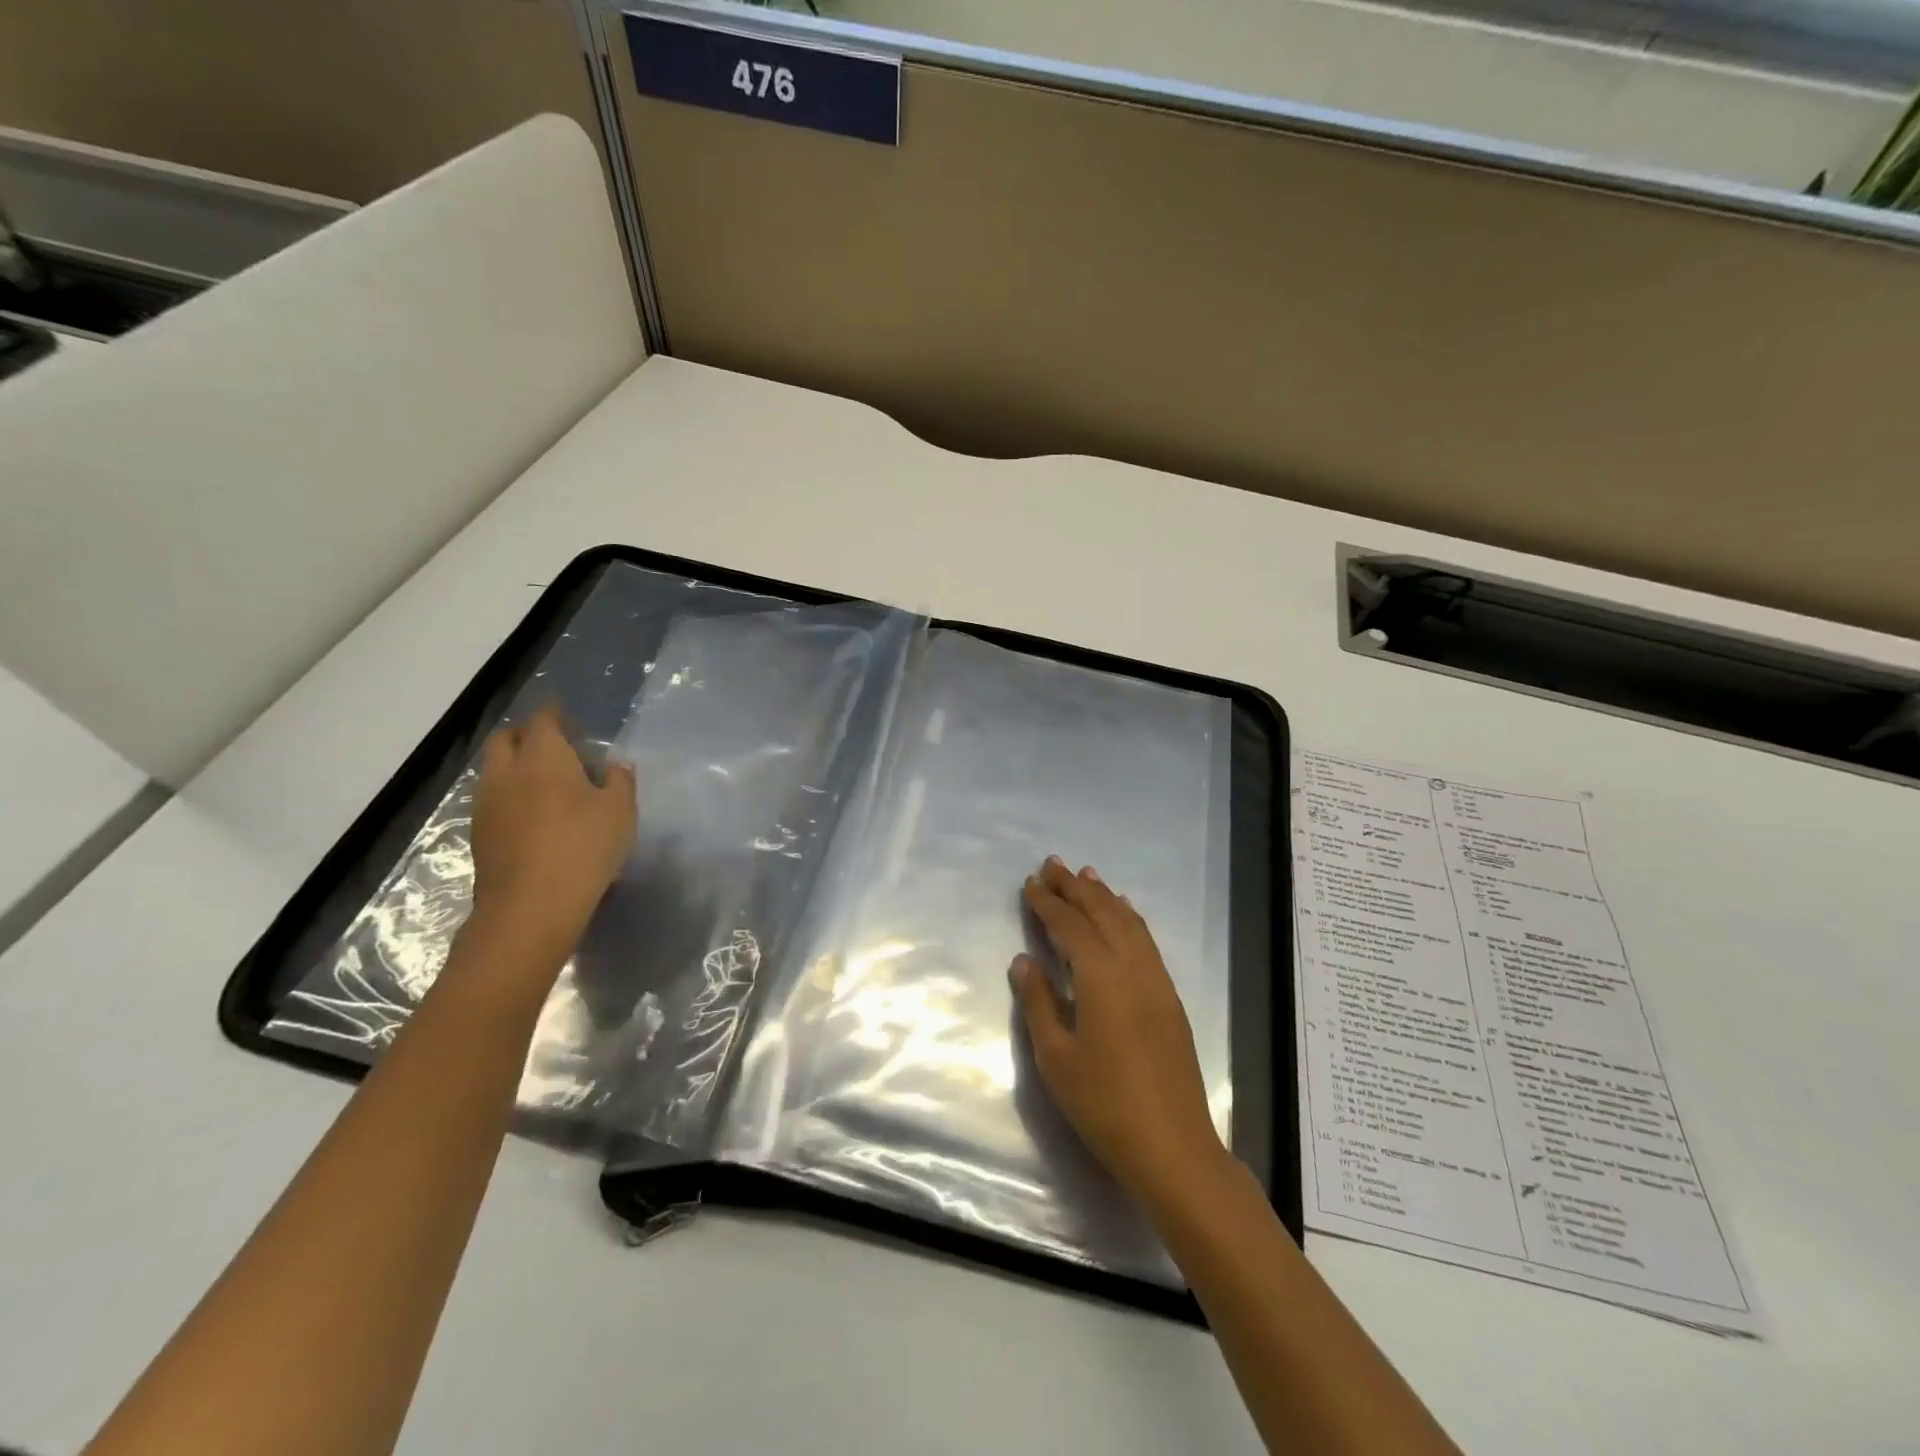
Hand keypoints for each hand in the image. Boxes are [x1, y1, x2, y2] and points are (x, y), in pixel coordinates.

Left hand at [467, 704, 636, 968]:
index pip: (543, 720)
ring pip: (495, 770)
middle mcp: (507, 772)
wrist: (531, 906)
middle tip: (554, 745)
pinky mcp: (480, 835)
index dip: (555, 714)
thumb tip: (616, 765)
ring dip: (516, 767)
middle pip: (506, 738)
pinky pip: (494, 800)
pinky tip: (534, 816)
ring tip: (546, 783)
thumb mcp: (620, 811)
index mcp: (543, 756)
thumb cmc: (583, 846)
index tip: (567, 715)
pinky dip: (511, 797)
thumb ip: (619, 781)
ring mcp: (487, 804)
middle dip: (527, 734)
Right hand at [1012, 856, 1231, 1217]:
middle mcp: (1132, 967)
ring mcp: (1156, 981)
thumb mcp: (1056, 1057)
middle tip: (1053, 864)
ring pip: (1128, 922)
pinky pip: (1146, 941)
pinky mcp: (1169, 998)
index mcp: (1101, 976)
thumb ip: (1039, 1001)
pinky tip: (1124, 913)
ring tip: (1086, 876)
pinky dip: (1130, 918)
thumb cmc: (1104, 1104)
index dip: (1048, 902)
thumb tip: (1024, 959)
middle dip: (1076, 887)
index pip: (1070, 925)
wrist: (1172, 1147)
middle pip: (1102, 913)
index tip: (1031, 882)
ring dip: (1104, 896)